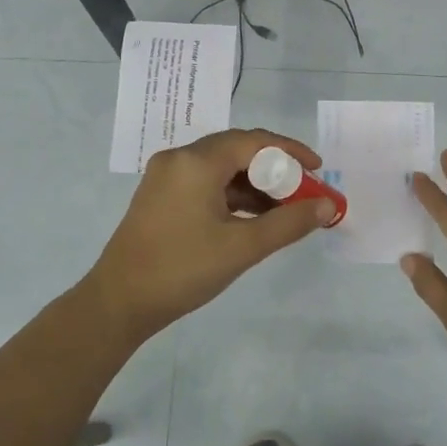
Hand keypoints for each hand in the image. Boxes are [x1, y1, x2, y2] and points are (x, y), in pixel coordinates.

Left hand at [82, 128, 337, 338]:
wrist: (118, 303)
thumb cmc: (182, 270)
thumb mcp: (243, 247)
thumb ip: (289, 223)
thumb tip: (327, 206)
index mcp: (197, 162)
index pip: (254, 141)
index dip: (291, 152)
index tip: (319, 171)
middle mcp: (180, 159)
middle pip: (238, 150)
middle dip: (276, 169)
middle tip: (305, 192)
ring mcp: (167, 178)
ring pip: (223, 168)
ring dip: (256, 185)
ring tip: (286, 210)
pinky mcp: (162, 197)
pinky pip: (207, 183)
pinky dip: (234, 196)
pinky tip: (255, 218)